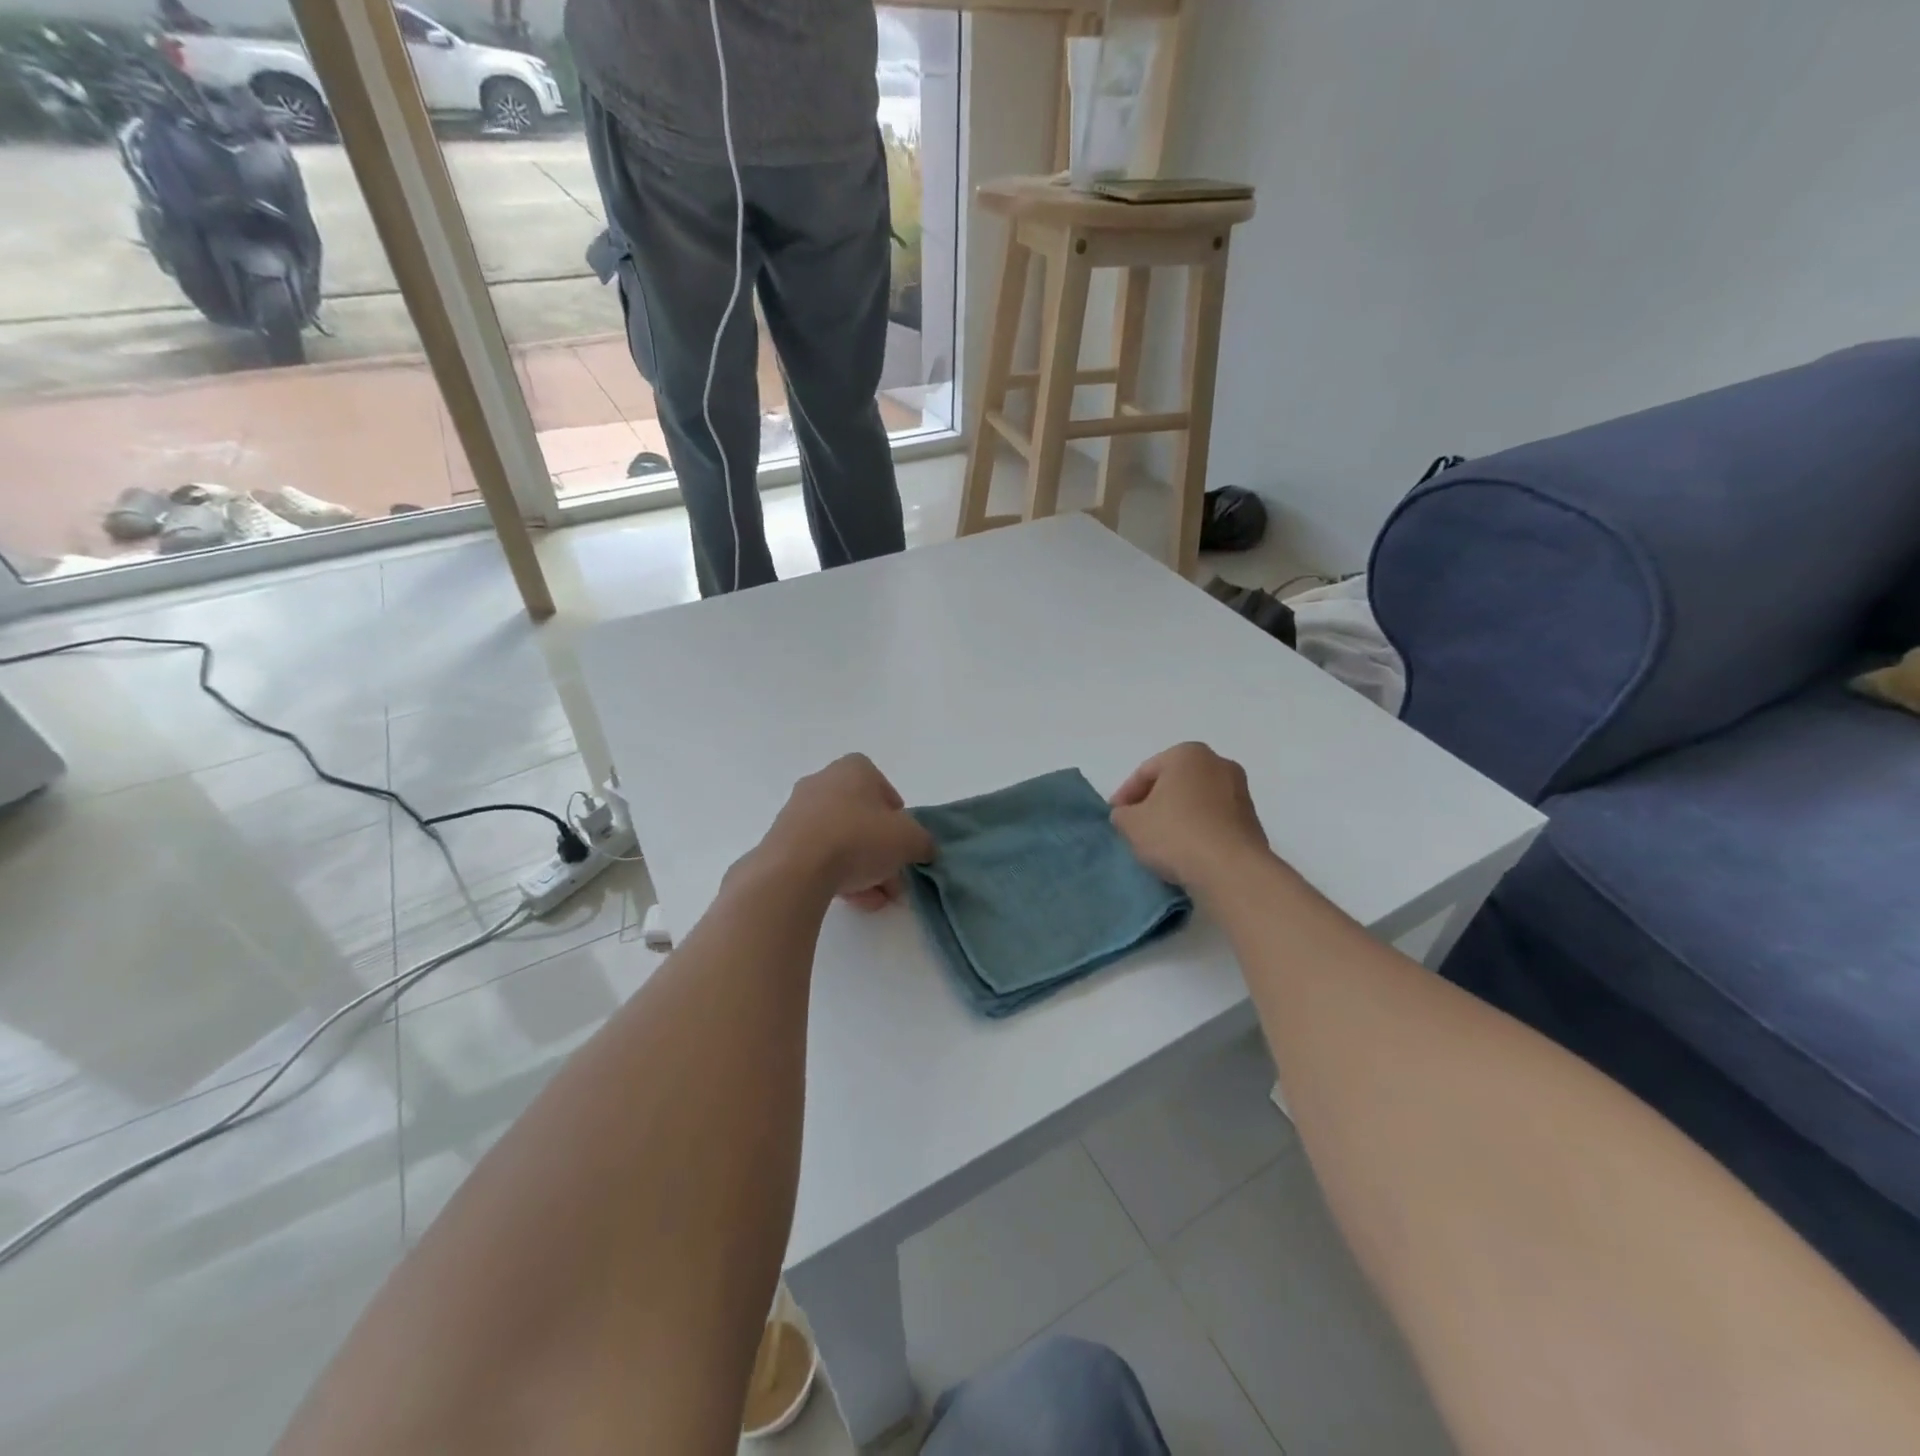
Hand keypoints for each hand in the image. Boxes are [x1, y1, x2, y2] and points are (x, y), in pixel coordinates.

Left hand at [759, 754, 934, 910]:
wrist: (795, 869)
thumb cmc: (858, 838)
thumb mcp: (909, 840)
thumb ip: (923, 842)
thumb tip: (923, 848)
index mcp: (853, 769)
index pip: (880, 784)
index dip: (896, 812)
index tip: (903, 838)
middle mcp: (822, 783)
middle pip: (860, 817)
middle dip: (881, 849)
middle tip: (894, 877)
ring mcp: (797, 813)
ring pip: (840, 840)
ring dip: (862, 868)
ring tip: (877, 898)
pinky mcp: (781, 842)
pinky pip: (818, 857)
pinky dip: (837, 875)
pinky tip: (855, 901)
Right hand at [1109, 742, 1271, 893]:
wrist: (1231, 870)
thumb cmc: (1175, 834)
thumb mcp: (1131, 824)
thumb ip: (1122, 814)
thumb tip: (1128, 815)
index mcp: (1188, 754)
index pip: (1145, 771)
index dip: (1125, 795)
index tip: (1115, 816)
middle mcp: (1219, 764)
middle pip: (1174, 783)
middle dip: (1154, 802)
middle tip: (1135, 826)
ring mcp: (1240, 792)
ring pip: (1196, 801)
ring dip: (1177, 816)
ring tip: (1160, 843)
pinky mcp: (1253, 820)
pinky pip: (1214, 820)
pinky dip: (1198, 830)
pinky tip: (1186, 851)